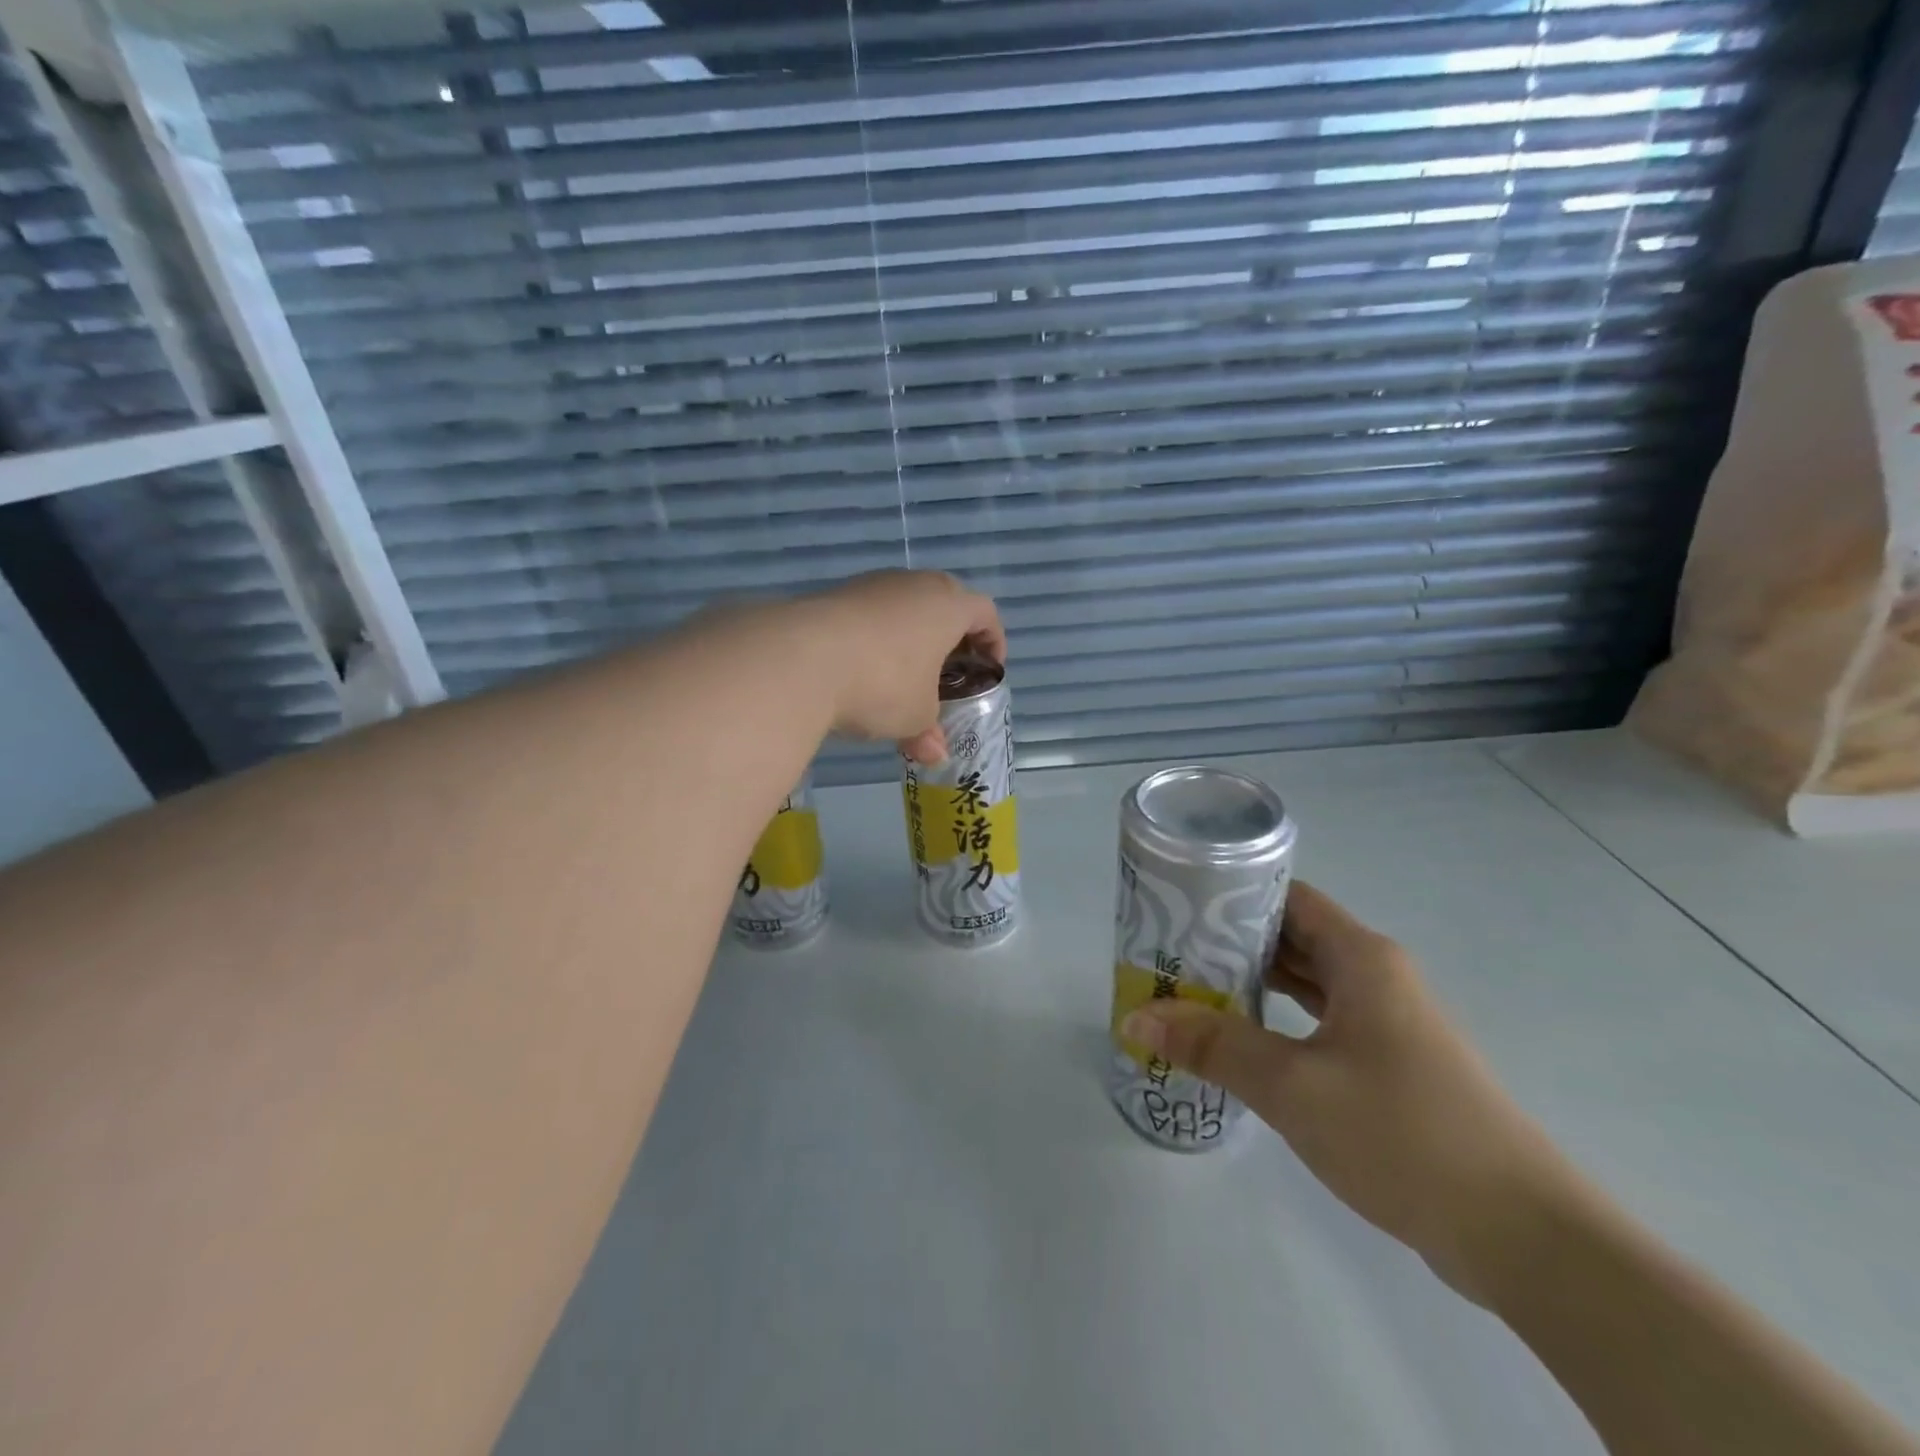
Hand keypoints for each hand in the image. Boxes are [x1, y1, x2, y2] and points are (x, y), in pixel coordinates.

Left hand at [798, 571, 1004, 763]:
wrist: (802, 658)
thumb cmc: (884, 683)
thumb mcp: (915, 717)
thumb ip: (930, 731)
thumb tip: (935, 753)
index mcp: (948, 605)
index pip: (985, 612)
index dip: (993, 641)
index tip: (988, 669)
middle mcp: (914, 585)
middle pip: (945, 602)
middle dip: (951, 637)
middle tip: (948, 670)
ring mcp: (872, 586)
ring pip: (904, 607)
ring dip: (911, 638)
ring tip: (903, 676)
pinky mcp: (836, 596)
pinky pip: (870, 615)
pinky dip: (877, 639)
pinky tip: (864, 671)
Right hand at [1122, 882, 1578, 1300]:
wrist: (1521, 1236)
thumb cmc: (1402, 1134)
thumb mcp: (1293, 1085)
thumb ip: (1213, 1045)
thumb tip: (1137, 1016)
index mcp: (1361, 958)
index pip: (1286, 898)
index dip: (1231, 896)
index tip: (1177, 907)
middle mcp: (1375, 977)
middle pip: (1292, 938)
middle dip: (1229, 943)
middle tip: (1167, 952)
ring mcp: (1386, 1023)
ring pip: (1305, 984)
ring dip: (1251, 985)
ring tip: (1187, 990)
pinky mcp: (1389, 1066)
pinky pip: (1319, 1024)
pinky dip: (1277, 1022)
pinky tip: (1238, 1041)